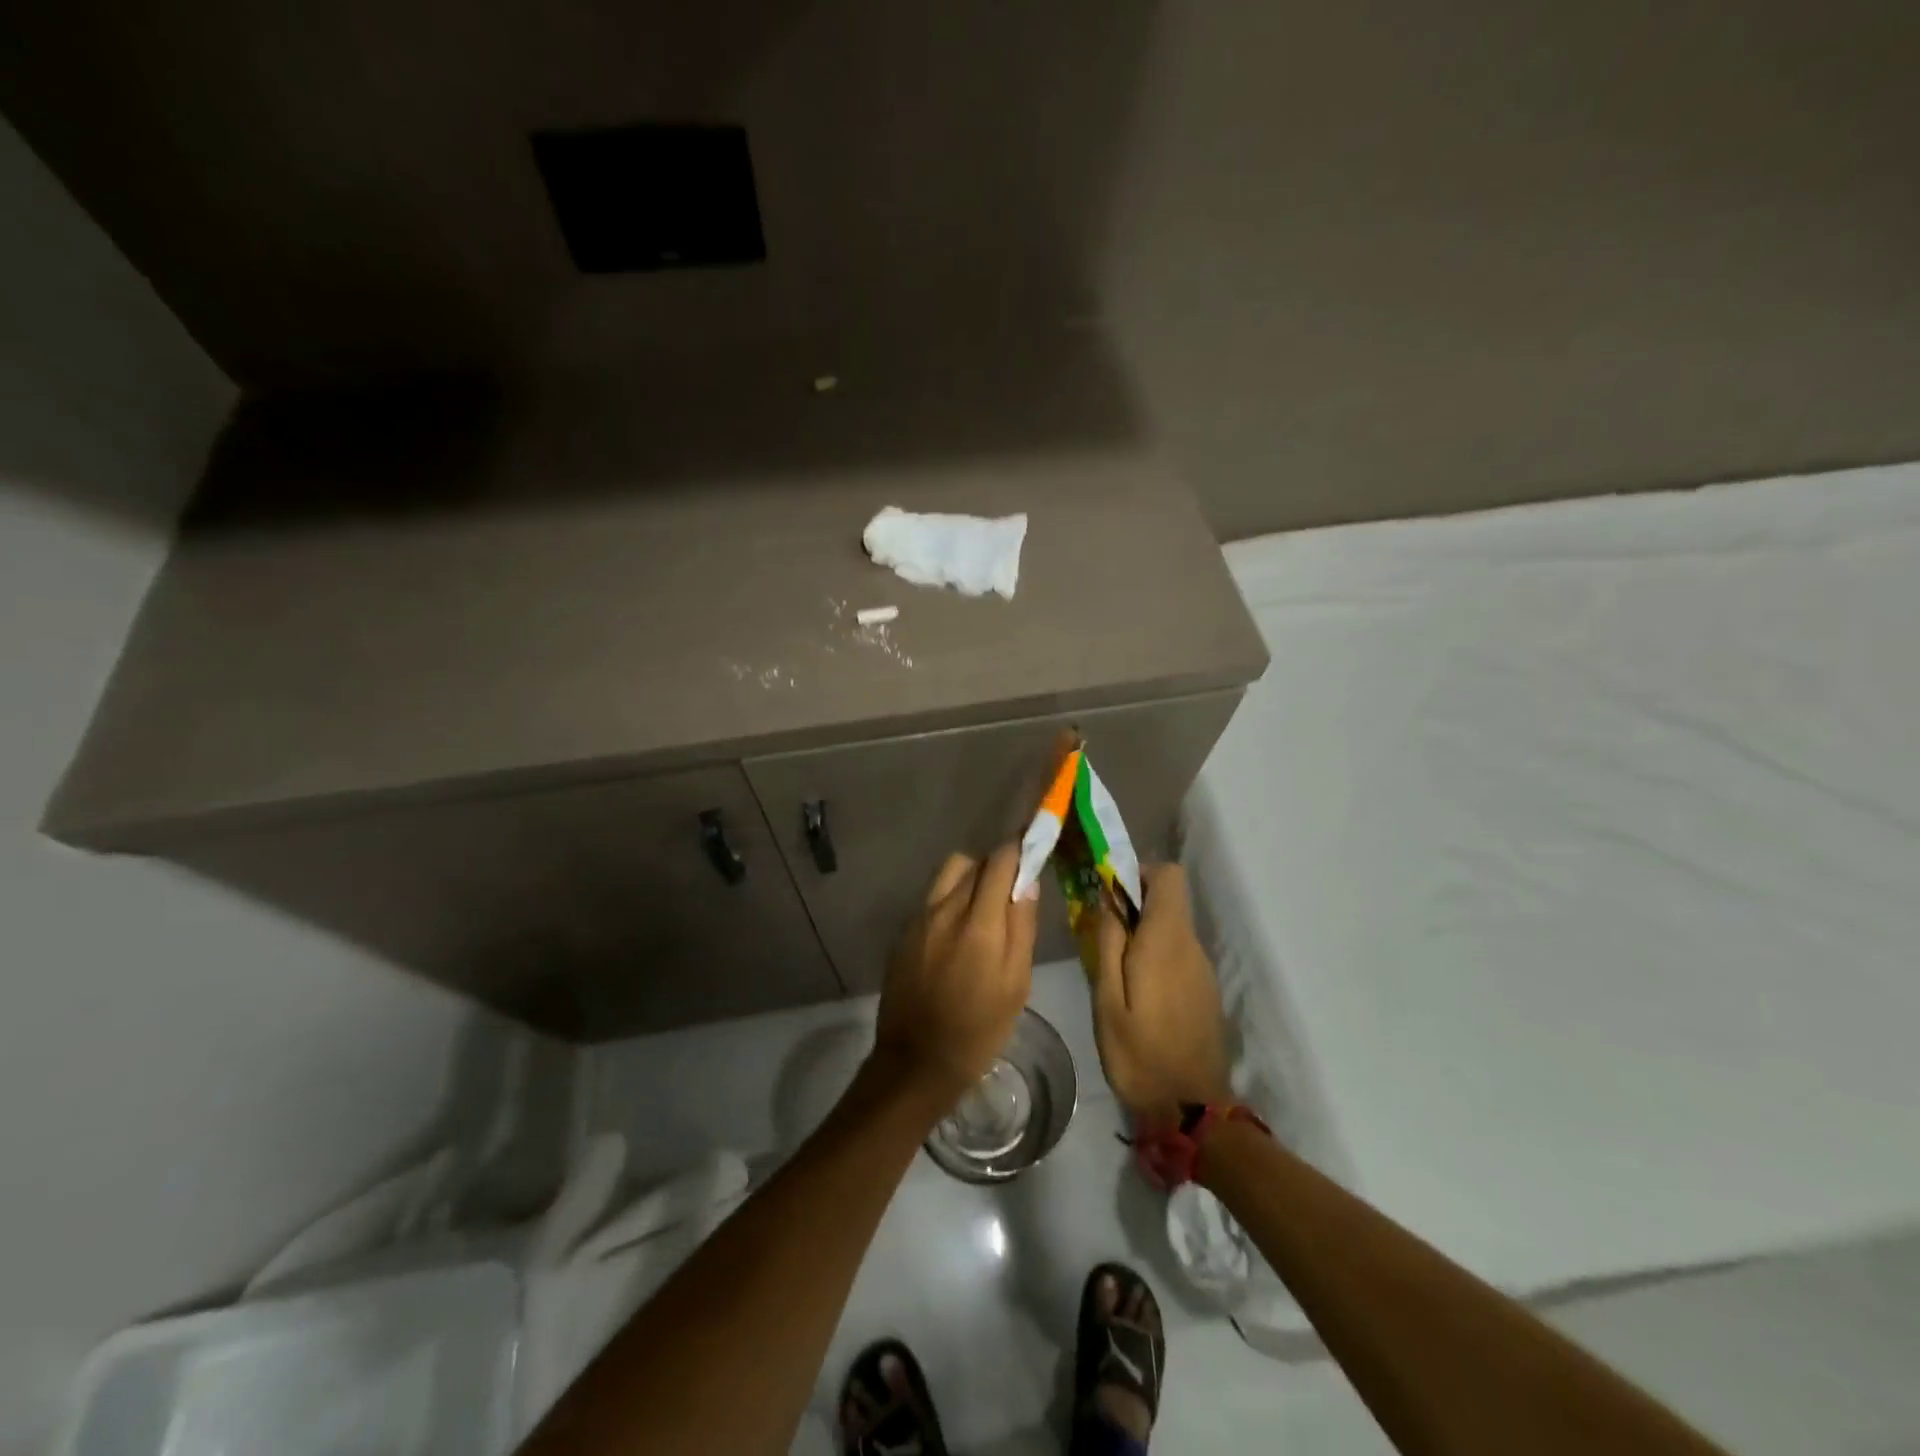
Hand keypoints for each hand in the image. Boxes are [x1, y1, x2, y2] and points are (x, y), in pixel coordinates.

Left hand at [873, 844, 1039, 1109]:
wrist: (917, 1061)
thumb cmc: (979, 1029)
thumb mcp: (1016, 985)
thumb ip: (1021, 928)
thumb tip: (1027, 883)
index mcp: (978, 923)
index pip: (1000, 861)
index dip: (1019, 848)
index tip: (1033, 847)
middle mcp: (944, 909)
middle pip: (973, 863)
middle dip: (996, 865)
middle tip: (1012, 888)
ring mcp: (919, 919)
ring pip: (948, 874)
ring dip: (970, 878)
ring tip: (983, 907)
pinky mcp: (904, 932)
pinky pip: (932, 898)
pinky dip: (950, 899)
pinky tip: (957, 931)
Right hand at [1090, 864, 1231, 1119]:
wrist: (1190, 1109)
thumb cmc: (1139, 1053)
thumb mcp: (1107, 999)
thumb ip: (1109, 942)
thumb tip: (1108, 897)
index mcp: (1167, 940)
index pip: (1169, 875)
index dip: (1140, 872)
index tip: (1110, 892)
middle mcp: (1191, 946)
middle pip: (1169, 899)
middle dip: (1134, 904)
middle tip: (1102, 933)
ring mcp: (1202, 969)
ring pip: (1172, 927)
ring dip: (1144, 932)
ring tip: (1114, 967)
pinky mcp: (1205, 990)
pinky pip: (1179, 953)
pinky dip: (1156, 955)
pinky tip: (1136, 992)